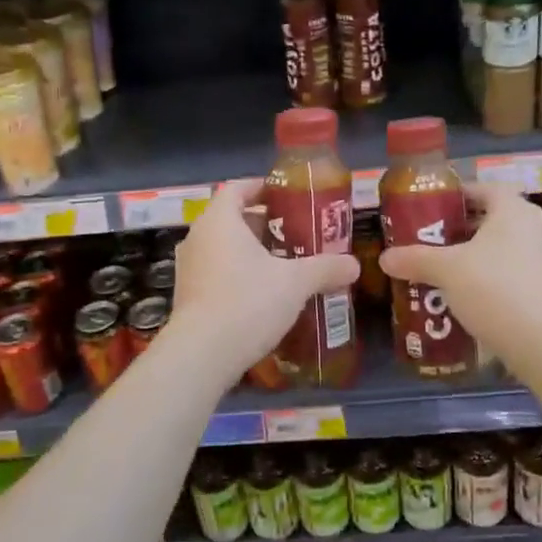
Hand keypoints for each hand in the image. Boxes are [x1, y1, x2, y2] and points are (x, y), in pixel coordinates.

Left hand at [168, 178, 362, 376]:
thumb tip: (354, 265)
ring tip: (285, 265)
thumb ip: (325, 268)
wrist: (202, 354)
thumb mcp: (294, 283)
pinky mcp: (187, 296)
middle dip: (264, 224)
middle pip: (232, 218)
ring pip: (224, 248)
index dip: (262, 187)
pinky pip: (216, 273)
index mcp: (220, 221)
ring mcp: (189, 268)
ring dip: (252, 252)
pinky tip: (264, 295)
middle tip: (296, 234)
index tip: (288, 196)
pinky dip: (238, 275)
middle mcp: (198, 237)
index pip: (238, 188)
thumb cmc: (248, 302)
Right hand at [378, 182, 541, 357]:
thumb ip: (415, 259)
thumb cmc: (493, 288)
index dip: (460, 196)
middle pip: (497, 219)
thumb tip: (385, 258)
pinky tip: (475, 298)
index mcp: (515, 210)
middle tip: (436, 242)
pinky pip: (519, 273)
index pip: (486, 189)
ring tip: (451, 272)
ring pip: (509, 248)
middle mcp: (539, 227)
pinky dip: (498, 279)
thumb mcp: (445, 270)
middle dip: (466, 230)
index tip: (435, 209)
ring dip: (482, 256)